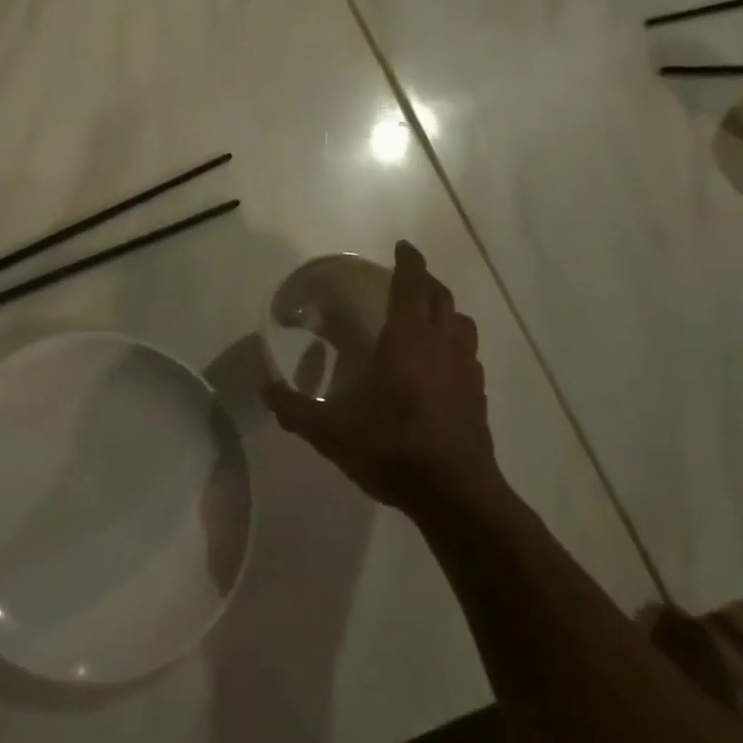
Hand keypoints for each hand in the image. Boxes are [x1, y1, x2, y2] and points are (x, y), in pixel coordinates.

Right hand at [265, 241, 501, 511]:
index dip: (409, 262)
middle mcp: (441, 346)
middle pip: (442, 298)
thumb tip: (265, 389)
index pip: (412, 286)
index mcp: (407, 342)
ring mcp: (466, 371)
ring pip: (463, 324)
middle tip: (406, 280)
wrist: (455, 495)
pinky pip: (469, 355)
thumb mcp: (329, 432)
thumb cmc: (391, 449)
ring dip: (445, 312)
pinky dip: (455, 346)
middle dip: (426, 282)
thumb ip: (293, 408)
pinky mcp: (478, 396)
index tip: (402, 246)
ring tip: (425, 319)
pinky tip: (439, 366)